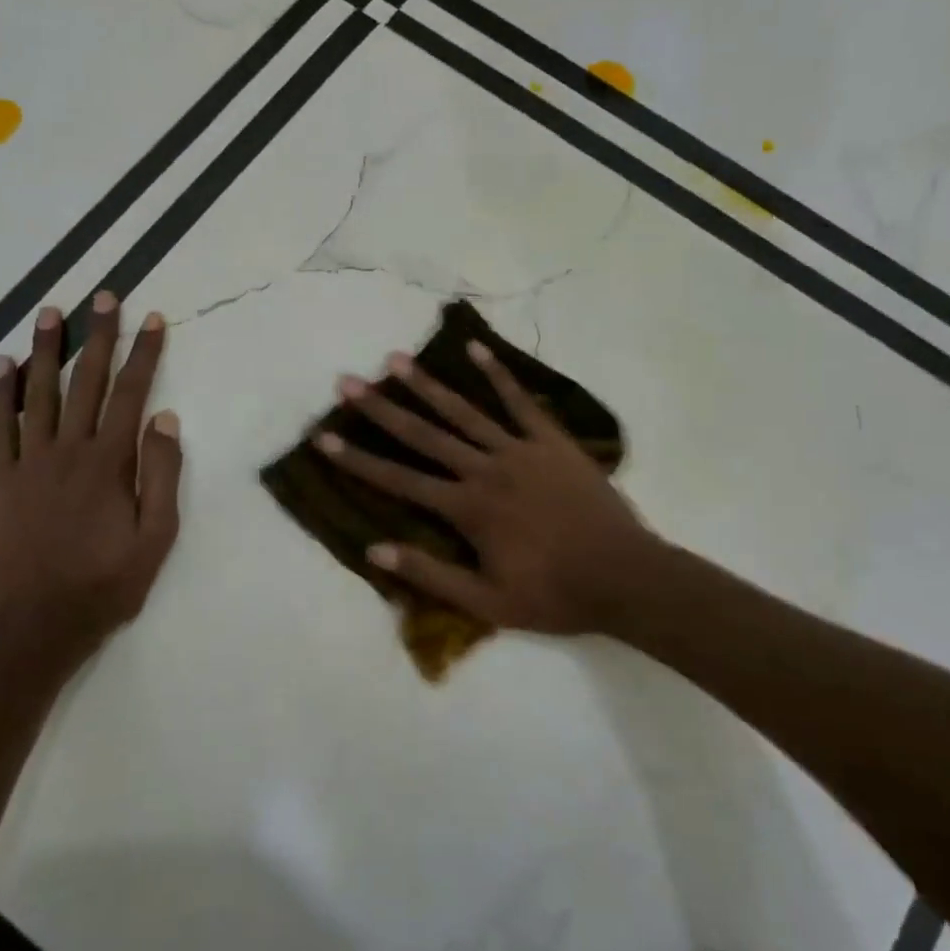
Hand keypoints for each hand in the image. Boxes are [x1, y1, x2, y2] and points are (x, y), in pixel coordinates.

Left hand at [0, 293, 182, 678]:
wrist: (38, 624)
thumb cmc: (108, 582)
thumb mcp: (157, 536)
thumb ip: (161, 474)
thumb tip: (164, 419)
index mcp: (110, 463)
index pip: (132, 394)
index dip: (144, 354)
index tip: (152, 319)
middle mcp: (68, 451)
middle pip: (86, 382)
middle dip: (98, 336)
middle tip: (103, 297)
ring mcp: (28, 462)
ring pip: (38, 393)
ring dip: (46, 350)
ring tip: (51, 312)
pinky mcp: (0, 480)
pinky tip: (2, 365)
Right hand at [318, 340, 658, 637]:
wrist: (624, 576)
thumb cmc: (554, 594)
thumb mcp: (487, 602)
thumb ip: (431, 573)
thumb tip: (375, 550)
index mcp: (468, 508)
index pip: (401, 481)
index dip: (359, 459)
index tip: (325, 436)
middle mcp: (486, 469)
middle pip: (424, 434)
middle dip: (382, 408)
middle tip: (348, 381)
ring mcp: (521, 449)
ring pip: (465, 411)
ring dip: (428, 385)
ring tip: (397, 359)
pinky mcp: (552, 441)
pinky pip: (520, 402)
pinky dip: (498, 374)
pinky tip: (477, 348)